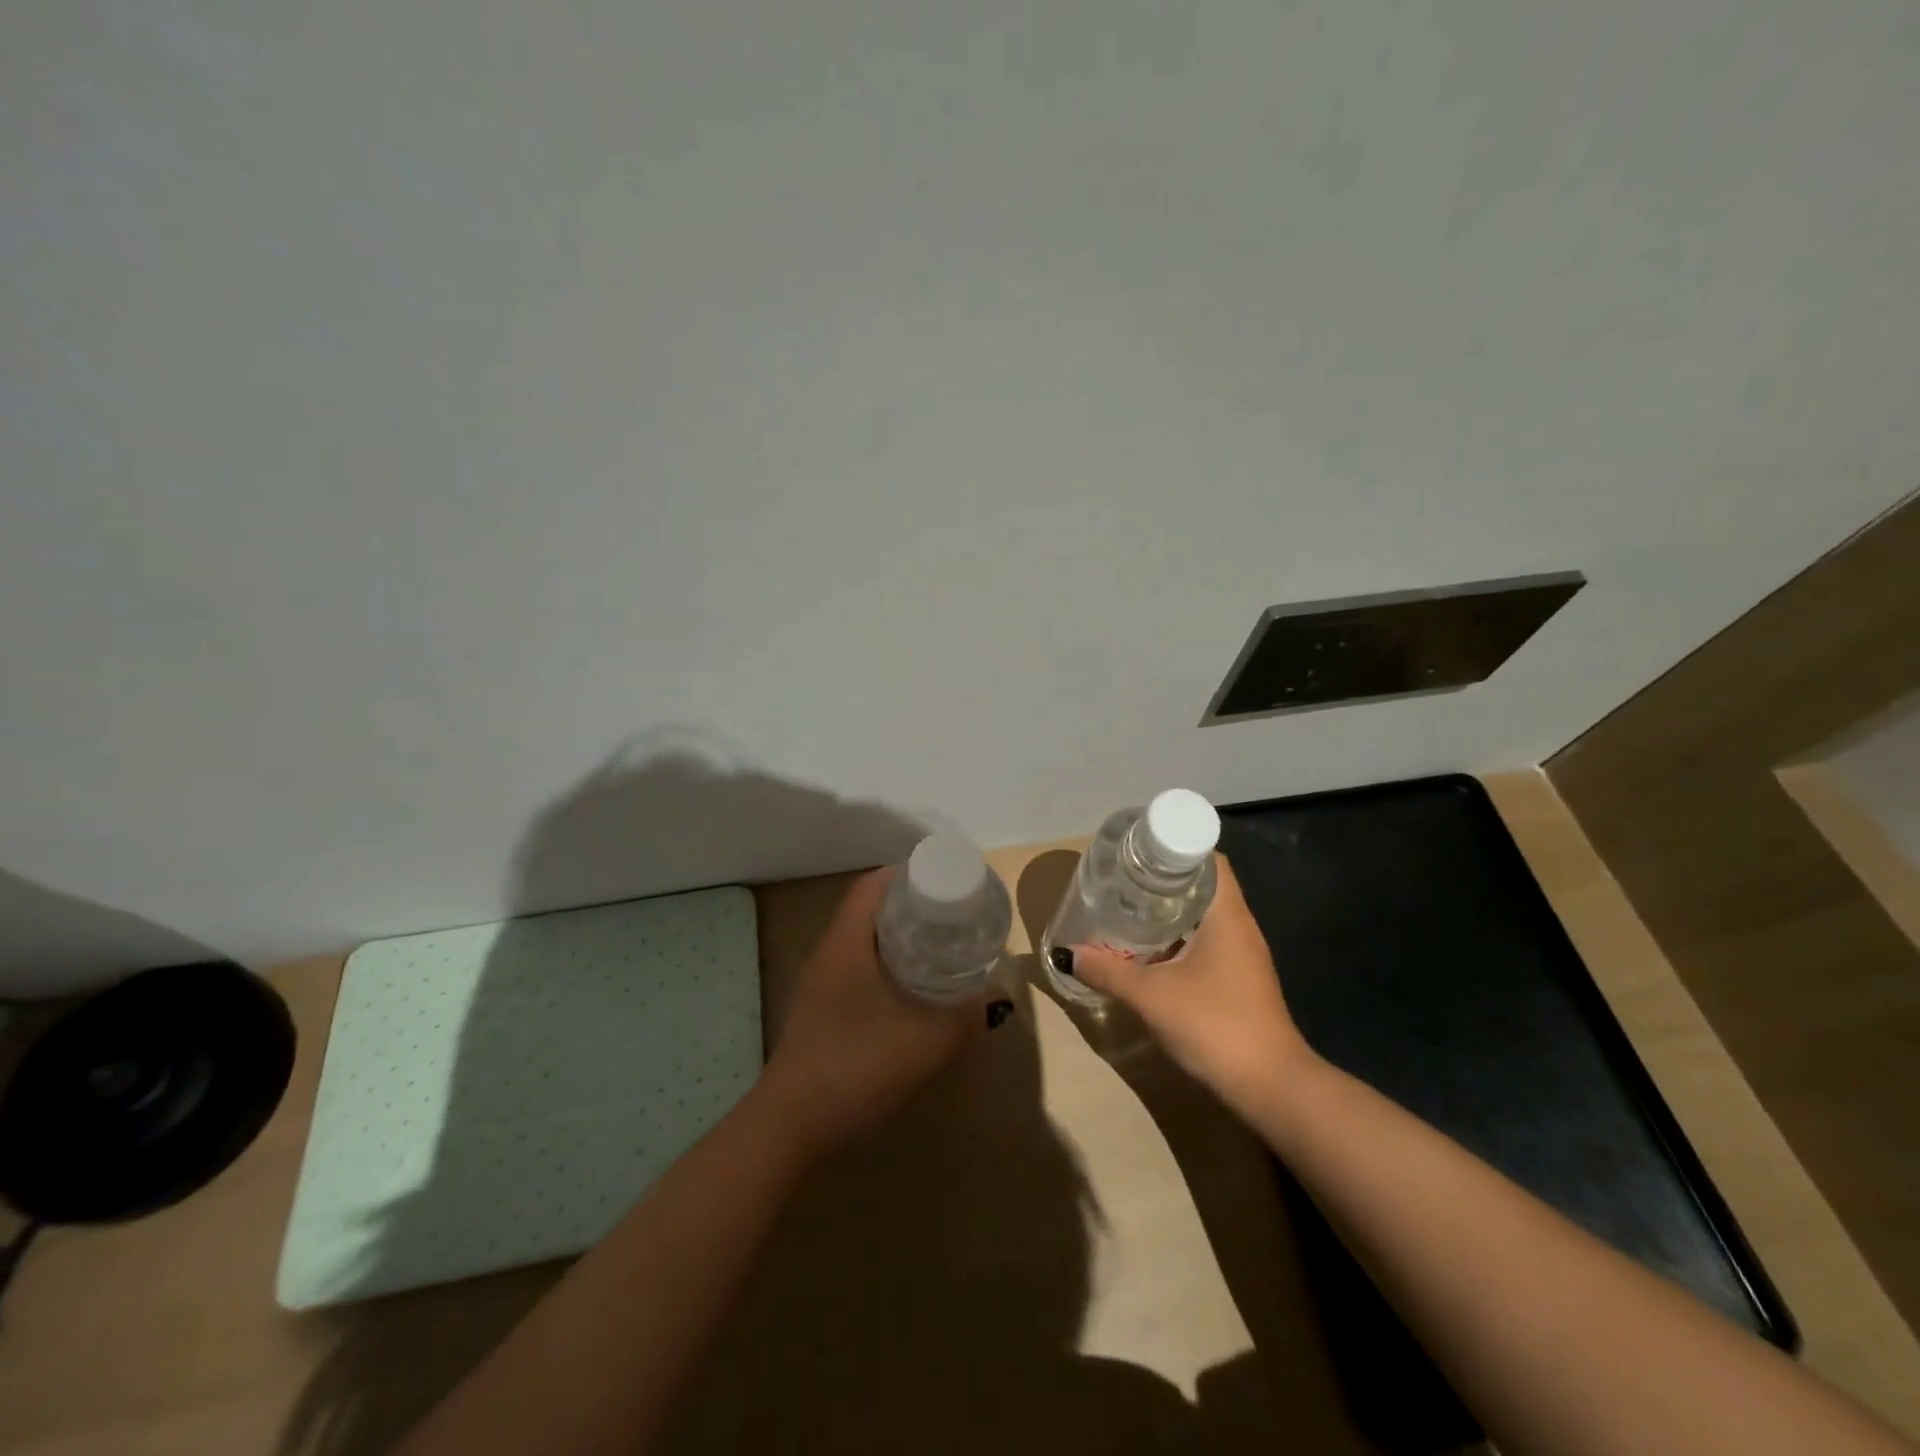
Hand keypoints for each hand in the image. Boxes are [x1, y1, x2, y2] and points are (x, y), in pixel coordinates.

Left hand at [763, 868, 989, 1156]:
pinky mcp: (820, 1012)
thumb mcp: (924, 1043)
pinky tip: (912, 992)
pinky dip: (886, 968)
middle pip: (869, 910)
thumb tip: (996, 1000)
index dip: (908, 875)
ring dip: (898, 939)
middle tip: (953, 916)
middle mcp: (828, 954)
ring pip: (863, 942)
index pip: (872, 885)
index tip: (946, 882)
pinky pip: (857, 970)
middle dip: (910, 907)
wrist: (789, 1128)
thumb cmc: (854, 1068)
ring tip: (940, 948)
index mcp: (846, 943)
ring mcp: (820, 985)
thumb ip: (965, 1018)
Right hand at [1058, 855, 1310, 1107]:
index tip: (1139, 851)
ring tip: (1128, 909)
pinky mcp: (1240, 981)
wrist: (1270, 1088)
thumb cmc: (1214, 1025)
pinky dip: (1178, 939)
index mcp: (1227, 915)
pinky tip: (1149, 952)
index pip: (1208, 858)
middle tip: (1123, 880)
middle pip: (1202, 885)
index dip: (1175, 846)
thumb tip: (1067, 952)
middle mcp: (1239, 927)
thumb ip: (1108, 971)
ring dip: (1169, 912)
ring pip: (1203, 917)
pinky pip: (1206, 943)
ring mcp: (1243, 956)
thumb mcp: (1151, 995)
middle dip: (1163, 880)